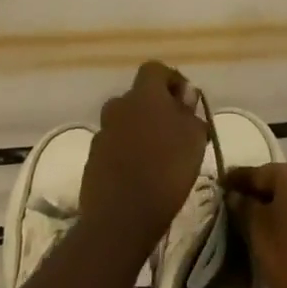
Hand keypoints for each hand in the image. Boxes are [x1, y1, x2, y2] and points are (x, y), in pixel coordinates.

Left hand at [81, 62, 208, 251]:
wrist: (121, 217)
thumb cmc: (166, 170)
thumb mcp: (194, 138)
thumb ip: (190, 113)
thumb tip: (185, 98)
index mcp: (143, 94)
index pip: (155, 70)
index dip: (172, 81)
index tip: (187, 102)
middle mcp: (118, 106)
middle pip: (138, 98)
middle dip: (156, 109)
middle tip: (175, 132)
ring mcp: (102, 133)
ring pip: (125, 123)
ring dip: (140, 132)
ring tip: (160, 158)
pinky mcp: (92, 160)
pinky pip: (114, 147)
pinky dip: (127, 154)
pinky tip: (141, 176)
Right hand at [226, 159, 286, 287]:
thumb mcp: (257, 230)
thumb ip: (244, 206)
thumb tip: (235, 194)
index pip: (257, 172)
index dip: (237, 179)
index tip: (221, 184)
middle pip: (280, 179)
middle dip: (260, 189)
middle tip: (239, 200)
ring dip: (279, 201)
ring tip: (259, 216)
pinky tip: (284, 226)